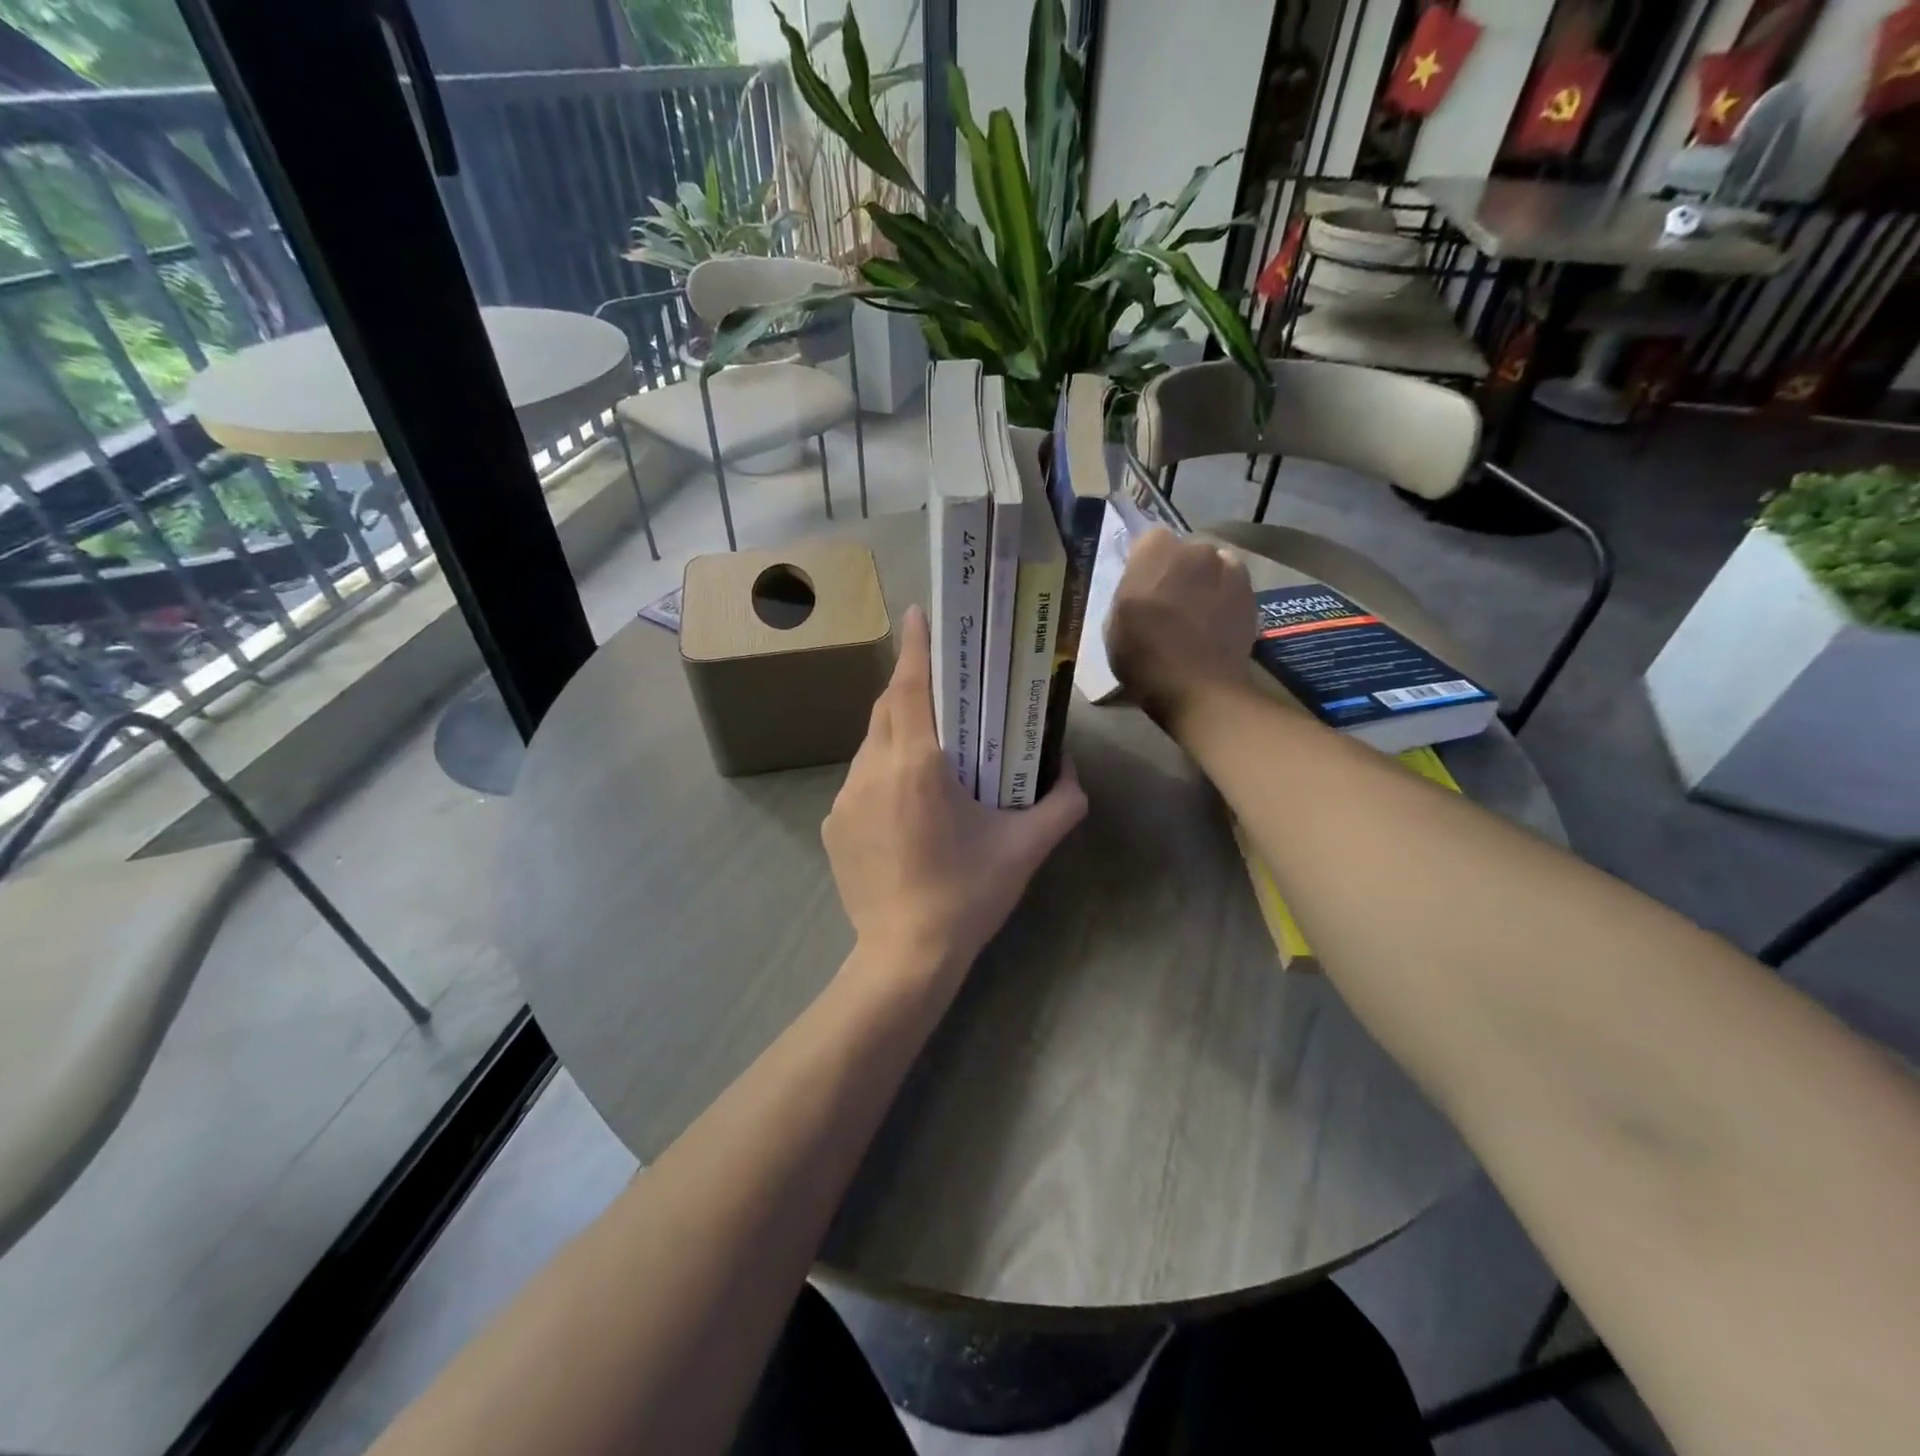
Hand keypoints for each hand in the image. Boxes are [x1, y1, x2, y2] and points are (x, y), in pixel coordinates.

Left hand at [823, 605, 1087, 988]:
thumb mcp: (1026, 847)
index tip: (919, 613)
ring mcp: (844, 799)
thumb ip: (1061, 802)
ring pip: (871, 745)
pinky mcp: (832, 825)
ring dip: (897, 734)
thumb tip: (1070, 769)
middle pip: (886, 709)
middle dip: (910, 687)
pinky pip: (860, 782)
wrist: (904, 955)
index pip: (909, 687)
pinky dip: (883, 774)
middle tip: (941, 685)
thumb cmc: (968, 894)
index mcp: (917, 764)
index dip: (915, 646)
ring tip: (930, 750)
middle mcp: (872, 770)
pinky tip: (906, 805)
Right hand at [1105, 527, 1256, 725]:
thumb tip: (1141, 587)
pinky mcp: (1251, 594)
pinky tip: (1214, 626)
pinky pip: (1232, 587)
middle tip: (1168, 603)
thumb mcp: (1113, 624)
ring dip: (1204, 582)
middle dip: (1177, 570)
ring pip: (1212, 567)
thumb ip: (1127, 592)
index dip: (1145, 562)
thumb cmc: (1145, 657)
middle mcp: (1196, 550)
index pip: (1149, 540)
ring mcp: (1229, 570)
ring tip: (1196, 616)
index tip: (1141, 586)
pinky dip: (1224, 599)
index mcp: (1156, 551)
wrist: (1200, 689)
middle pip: (1185, 551)